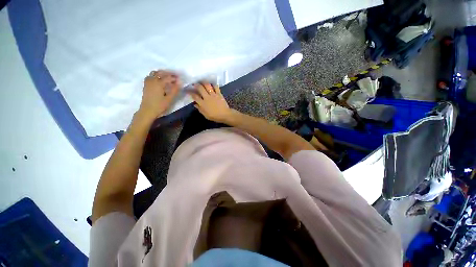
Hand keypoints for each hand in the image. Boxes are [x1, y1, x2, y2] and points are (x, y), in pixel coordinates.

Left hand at [138, 70, 180, 119]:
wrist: (147, 111)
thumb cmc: (159, 106)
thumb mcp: (169, 99)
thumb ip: (174, 90)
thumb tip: (180, 82)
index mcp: (158, 83)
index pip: (168, 77)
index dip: (174, 78)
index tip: (180, 79)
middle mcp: (152, 80)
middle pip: (160, 73)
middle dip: (168, 74)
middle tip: (175, 76)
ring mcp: (148, 82)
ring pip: (154, 73)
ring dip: (161, 73)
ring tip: (167, 77)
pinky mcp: (146, 85)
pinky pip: (150, 76)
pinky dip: (155, 75)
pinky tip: (159, 80)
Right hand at [189, 82, 233, 122]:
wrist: (225, 115)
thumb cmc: (215, 116)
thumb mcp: (206, 115)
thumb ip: (200, 109)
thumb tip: (195, 104)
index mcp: (203, 103)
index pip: (195, 96)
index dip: (190, 92)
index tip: (188, 90)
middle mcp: (207, 97)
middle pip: (200, 88)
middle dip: (196, 85)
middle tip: (194, 84)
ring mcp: (213, 95)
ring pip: (207, 85)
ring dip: (204, 82)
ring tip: (202, 82)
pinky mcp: (219, 94)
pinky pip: (216, 87)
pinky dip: (213, 84)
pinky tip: (212, 84)